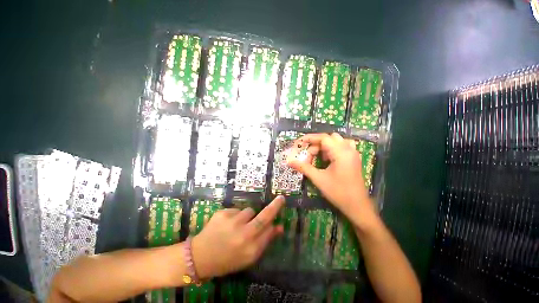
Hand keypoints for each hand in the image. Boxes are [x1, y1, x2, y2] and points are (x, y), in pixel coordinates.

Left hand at [191, 196, 284, 278]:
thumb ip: (264, 242)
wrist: (201, 256)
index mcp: (252, 248)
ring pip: (249, 211)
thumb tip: (278, 228)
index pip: (269, 232)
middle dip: (274, 207)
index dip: (274, 226)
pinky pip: (236, 210)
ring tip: (239, 225)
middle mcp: (243, 234)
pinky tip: (228, 225)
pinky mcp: (221, 214)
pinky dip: (236, 215)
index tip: (278, 221)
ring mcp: (232, 222)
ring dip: (249, 216)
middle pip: (264, 217)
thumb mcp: (248, 258)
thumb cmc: (227, 261)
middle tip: (281, 199)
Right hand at [288, 133, 376, 218]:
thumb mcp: (319, 179)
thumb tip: (289, 161)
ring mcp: (354, 153)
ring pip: (339, 141)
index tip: (299, 143)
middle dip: (317, 144)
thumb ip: (304, 168)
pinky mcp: (356, 159)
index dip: (310, 139)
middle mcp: (348, 149)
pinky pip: (345, 147)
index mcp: (340, 151)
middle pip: (330, 138)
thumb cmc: (338, 192)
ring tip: (320, 158)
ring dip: (327, 146)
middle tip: (308, 156)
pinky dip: (335, 149)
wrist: (356, 204)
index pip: (323, 138)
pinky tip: (330, 160)